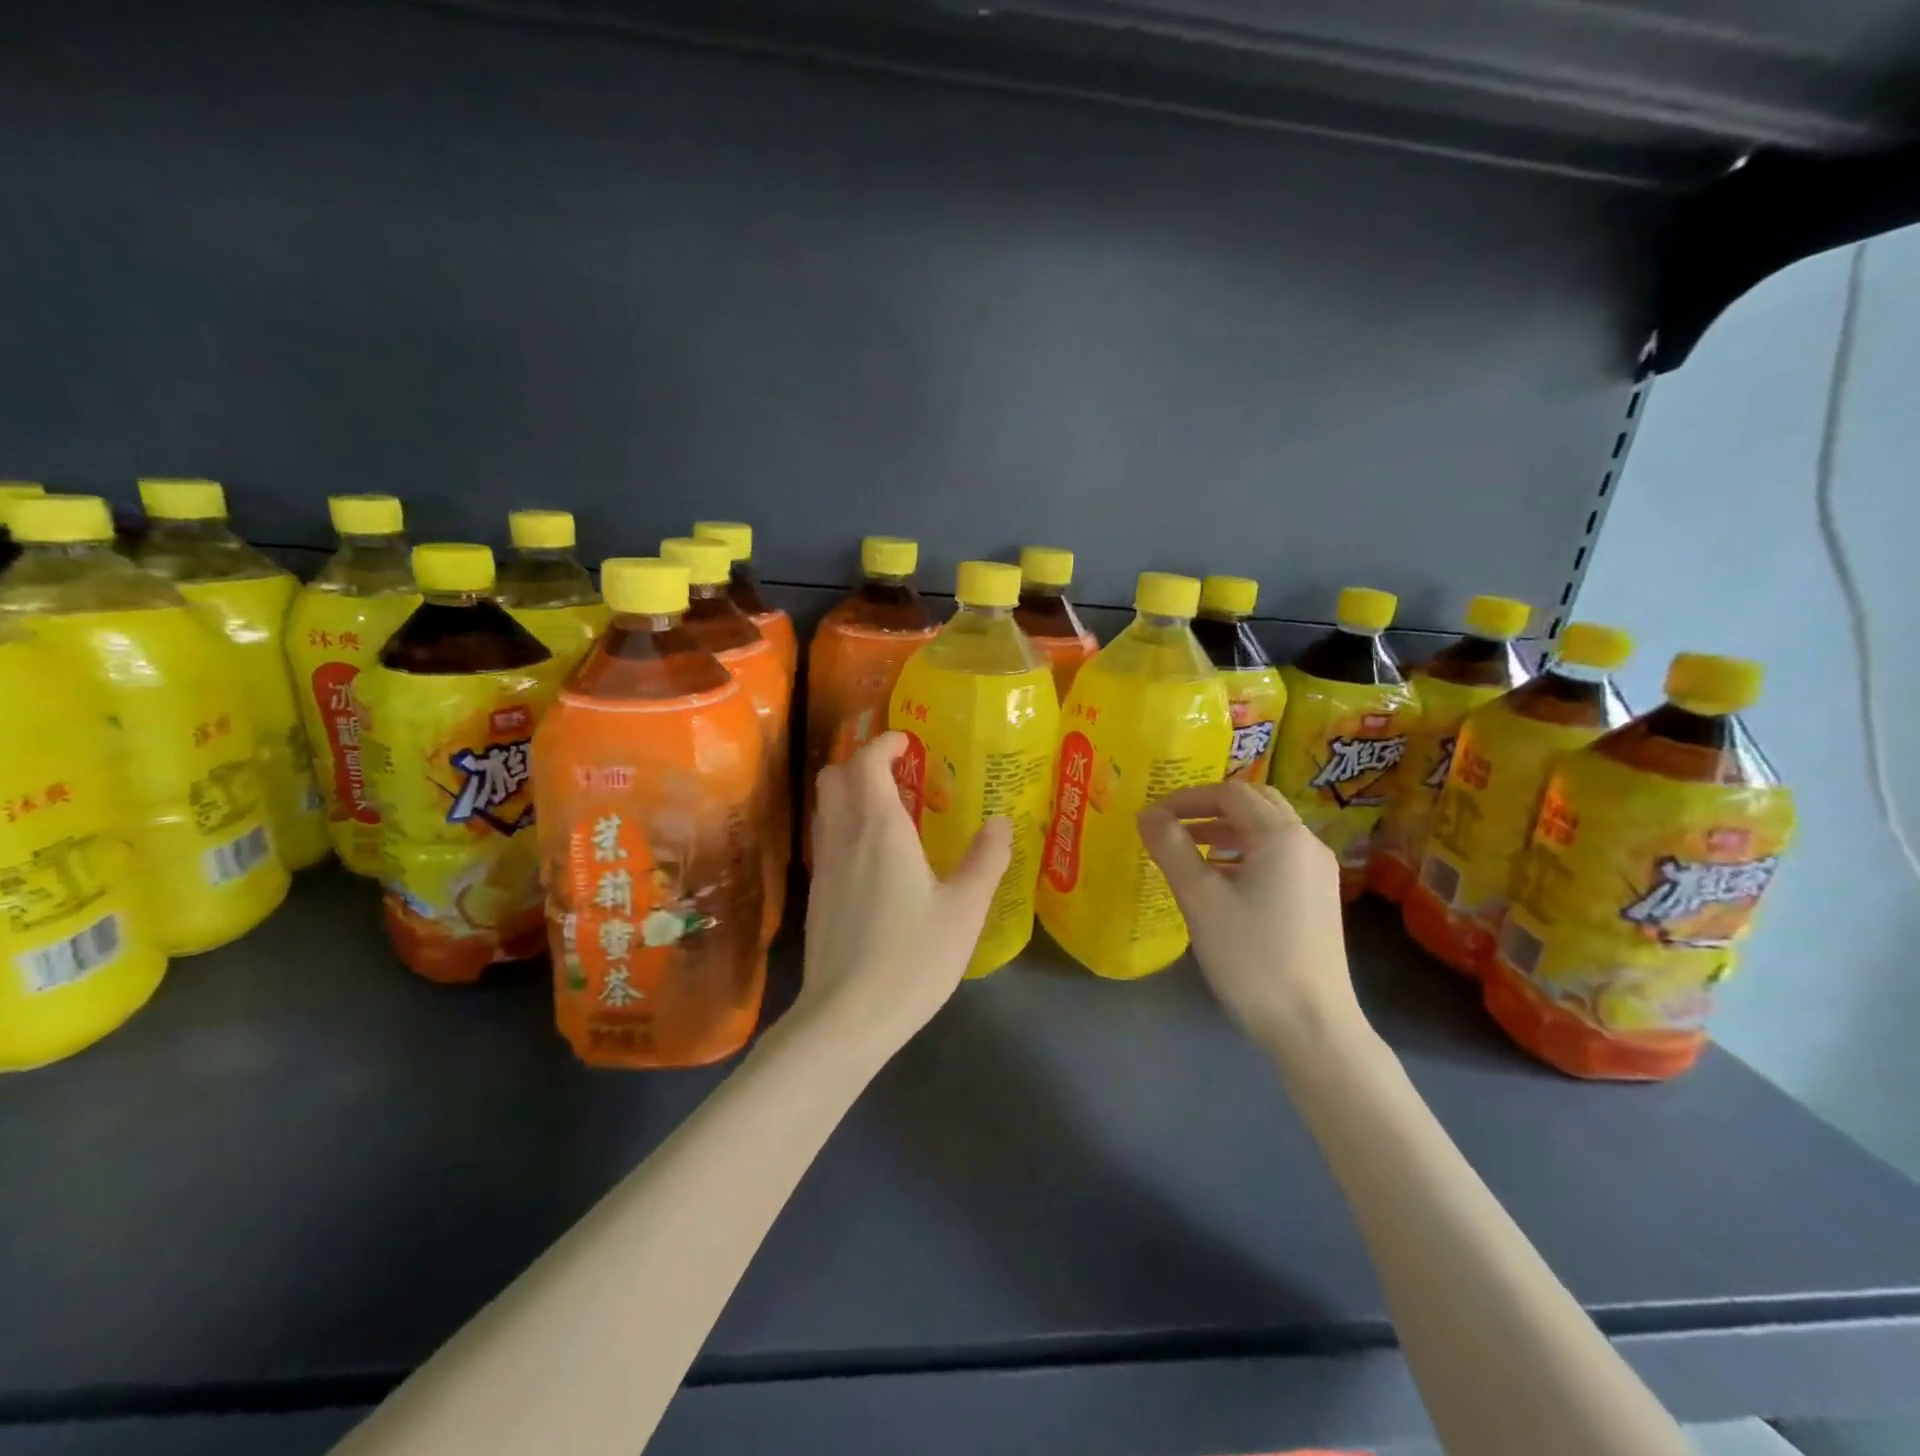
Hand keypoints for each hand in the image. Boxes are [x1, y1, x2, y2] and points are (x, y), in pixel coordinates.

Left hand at [797, 732, 1012, 1056]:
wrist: (846, 1017)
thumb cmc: (911, 958)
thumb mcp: (964, 910)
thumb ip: (985, 861)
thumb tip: (1001, 823)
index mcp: (879, 828)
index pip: (866, 762)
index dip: (884, 744)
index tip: (908, 743)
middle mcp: (844, 836)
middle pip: (835, 776)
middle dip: (862, 762)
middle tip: (900, 774)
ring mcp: (824, 866)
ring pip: (826, 807)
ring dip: (851, 793)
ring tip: (891, 811)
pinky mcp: (816, 894)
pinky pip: (827, 837)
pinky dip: (846, 825)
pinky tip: (875, 857)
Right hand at [1138, 782, 1366, 1056]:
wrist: (1311, 1025)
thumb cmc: (1252, 956)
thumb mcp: (1200, 899)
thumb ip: (1171, 848)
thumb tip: (1147, 814)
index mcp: (1281, 836)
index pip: (1230, 793)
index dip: (1187, 798)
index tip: (1153, 815)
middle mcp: (1306, 843)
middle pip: (1254, 804)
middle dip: (1209, 808)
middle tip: (1172, 824)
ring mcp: (1317, 871)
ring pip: (1267, 830)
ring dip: (1225, 830)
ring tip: (1187, 849)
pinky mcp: (1318, 897)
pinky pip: (1277, 855)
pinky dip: (1244, 852)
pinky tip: (1220, 880)